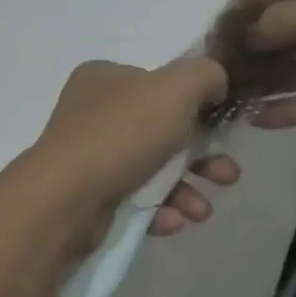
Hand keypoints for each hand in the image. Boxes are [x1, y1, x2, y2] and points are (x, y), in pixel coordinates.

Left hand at [27, 58, 240, 241]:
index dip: (195, 104)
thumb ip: (204, 75)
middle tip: (227, 176)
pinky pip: (134, 202)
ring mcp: (89, 159)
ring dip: (186, 191)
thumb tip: (216, 82)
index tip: (222, 127)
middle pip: (162, 133)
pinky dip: (158, 211)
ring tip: (202, 211)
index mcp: (105, 79)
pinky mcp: (89, 199)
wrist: (68, 197)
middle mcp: (93, 115)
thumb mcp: (175, 88)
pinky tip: (173, 221)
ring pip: (152, 172)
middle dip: (202, 157)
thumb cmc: (123, 133)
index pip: (158, 85)